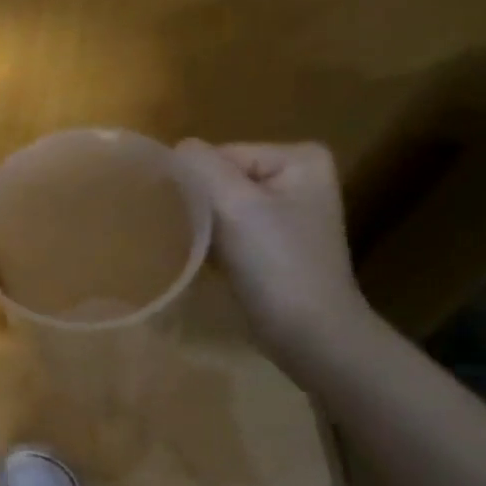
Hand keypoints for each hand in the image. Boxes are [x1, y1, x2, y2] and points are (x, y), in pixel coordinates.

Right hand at [174, 139, 374, 372]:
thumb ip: (200, 167)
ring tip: (197, 252)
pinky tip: (208, 264)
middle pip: (221, 179)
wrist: (309, 334)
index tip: (186, 219)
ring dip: (203, 228)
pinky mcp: (276, 246)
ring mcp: (288, 214)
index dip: (197, 185)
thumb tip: (175, 151)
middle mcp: (299, 178)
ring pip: (222, 207)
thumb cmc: (276, 265)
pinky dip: (213, 245)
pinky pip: (230, 231)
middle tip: (187, 236)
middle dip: (200, 206)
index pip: (222, 155)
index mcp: (299, 158)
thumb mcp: (235, 205)